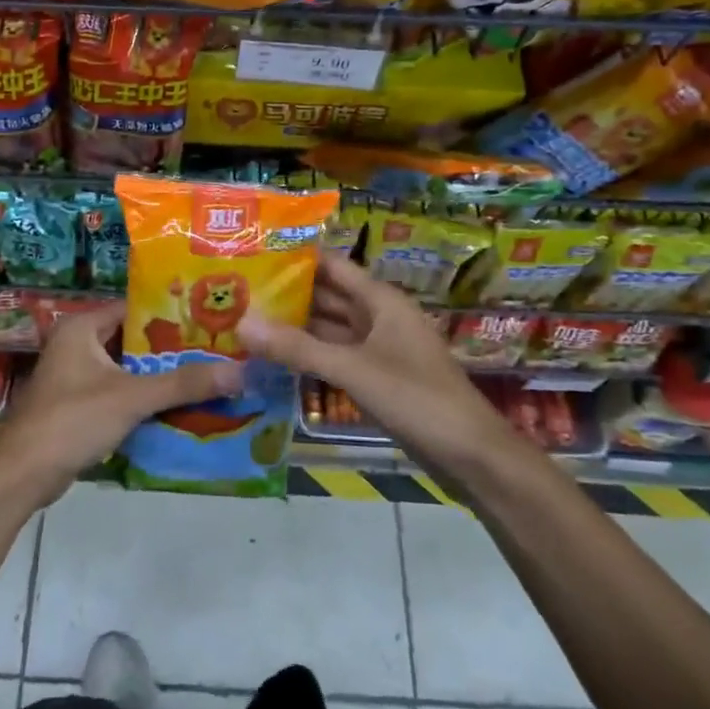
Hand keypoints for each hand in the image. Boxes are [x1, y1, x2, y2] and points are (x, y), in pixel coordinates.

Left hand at [0, 302, 243, 507]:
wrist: (22, 475)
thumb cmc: (73, 420)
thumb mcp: (132, 397)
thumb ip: (183, 384)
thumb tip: (238, 372)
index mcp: (81, 327)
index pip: (133, 307)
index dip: (170, 312)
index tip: (208, 319)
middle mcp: (76, 344)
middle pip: (132, 339)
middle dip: (170, 348)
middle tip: (214, 349)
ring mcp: (74, 376)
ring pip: (126, 368)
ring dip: (158, 376)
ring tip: (205, 375)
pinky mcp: (76, 405)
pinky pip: (117, 392)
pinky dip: (142, 398)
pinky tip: (176, 406)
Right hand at [240, 253, 509, 475]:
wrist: (470, 454)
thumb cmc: (416, 398)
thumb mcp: (351, 369)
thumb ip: (296, 348)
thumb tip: (242, 322)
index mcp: (380, 300)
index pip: (332, 265)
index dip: (296, 258)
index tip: (253, 254)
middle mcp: (379, 317)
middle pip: (327, 296)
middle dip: (288, 294)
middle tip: (239, 291)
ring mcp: (379, 349)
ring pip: (330, 329)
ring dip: (296, 326)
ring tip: (248, 321)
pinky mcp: (377, 377)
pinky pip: (336, 357)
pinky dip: (310, 355)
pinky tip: (276, 359)